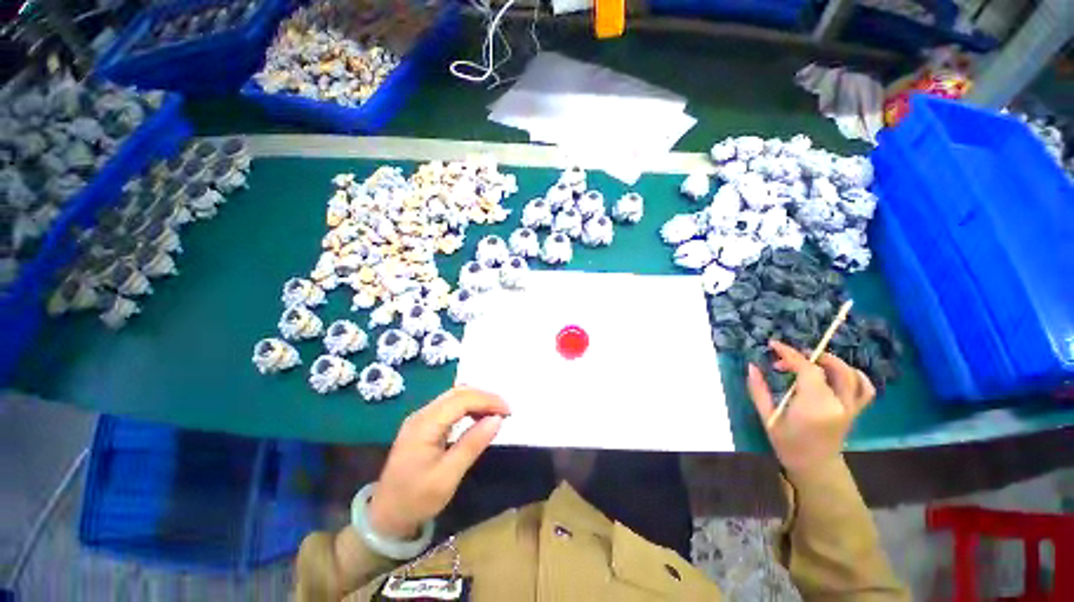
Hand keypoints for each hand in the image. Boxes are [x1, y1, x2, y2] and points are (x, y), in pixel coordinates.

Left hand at [367, 386, 509, 538]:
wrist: (385, 517)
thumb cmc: (416, 500)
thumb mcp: (448, 476)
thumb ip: (472, 444)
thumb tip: (497, 419)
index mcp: (425, 425)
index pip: (462, 399)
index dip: (488, 400)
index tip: (508, 411)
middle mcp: (421, 414)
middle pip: (458, 392)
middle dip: (484, 397)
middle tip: (504, 411)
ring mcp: (420, 417)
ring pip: (454, 396)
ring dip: (477, 400)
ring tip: (495, 413)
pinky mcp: (423, 424)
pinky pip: (449, 405)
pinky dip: (468, 406)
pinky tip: (477, 417)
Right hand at [747, 340, 874, 474]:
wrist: (814, 466)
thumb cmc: (787, 443)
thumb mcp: (767, 416)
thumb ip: (758, 390)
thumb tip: (751, 366)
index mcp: (814, 406)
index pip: (807, 369)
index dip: (790, 353)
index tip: (773, 345)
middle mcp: (837, 403)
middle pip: (830, 368)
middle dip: (807, 356)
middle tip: (787, 359)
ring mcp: (851, 407)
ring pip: (851, 374)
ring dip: (831, 361)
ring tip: (812, 360)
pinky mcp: (856, 410)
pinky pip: (865, 388)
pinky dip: (855, 375)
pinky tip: (838, 372)